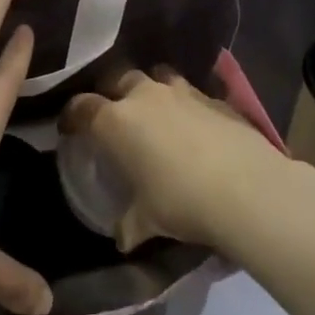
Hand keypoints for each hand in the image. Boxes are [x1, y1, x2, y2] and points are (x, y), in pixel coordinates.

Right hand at [60, 67, 296, 254]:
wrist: (246, 188)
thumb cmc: (181, 202)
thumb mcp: (148, 220)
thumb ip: (129, 224)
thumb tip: (122, 238)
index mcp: (116, 121)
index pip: (82, 107)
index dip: (72, 116)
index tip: (69, 128)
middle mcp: (144, 96)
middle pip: (117, 78)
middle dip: (111, 92)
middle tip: (113, 115)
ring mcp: (182, 91)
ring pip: (156, 76)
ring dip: (151, 90)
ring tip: (154, 112)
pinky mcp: (214, 97)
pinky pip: (190, 92)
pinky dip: (185, 104)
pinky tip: (193, 125)